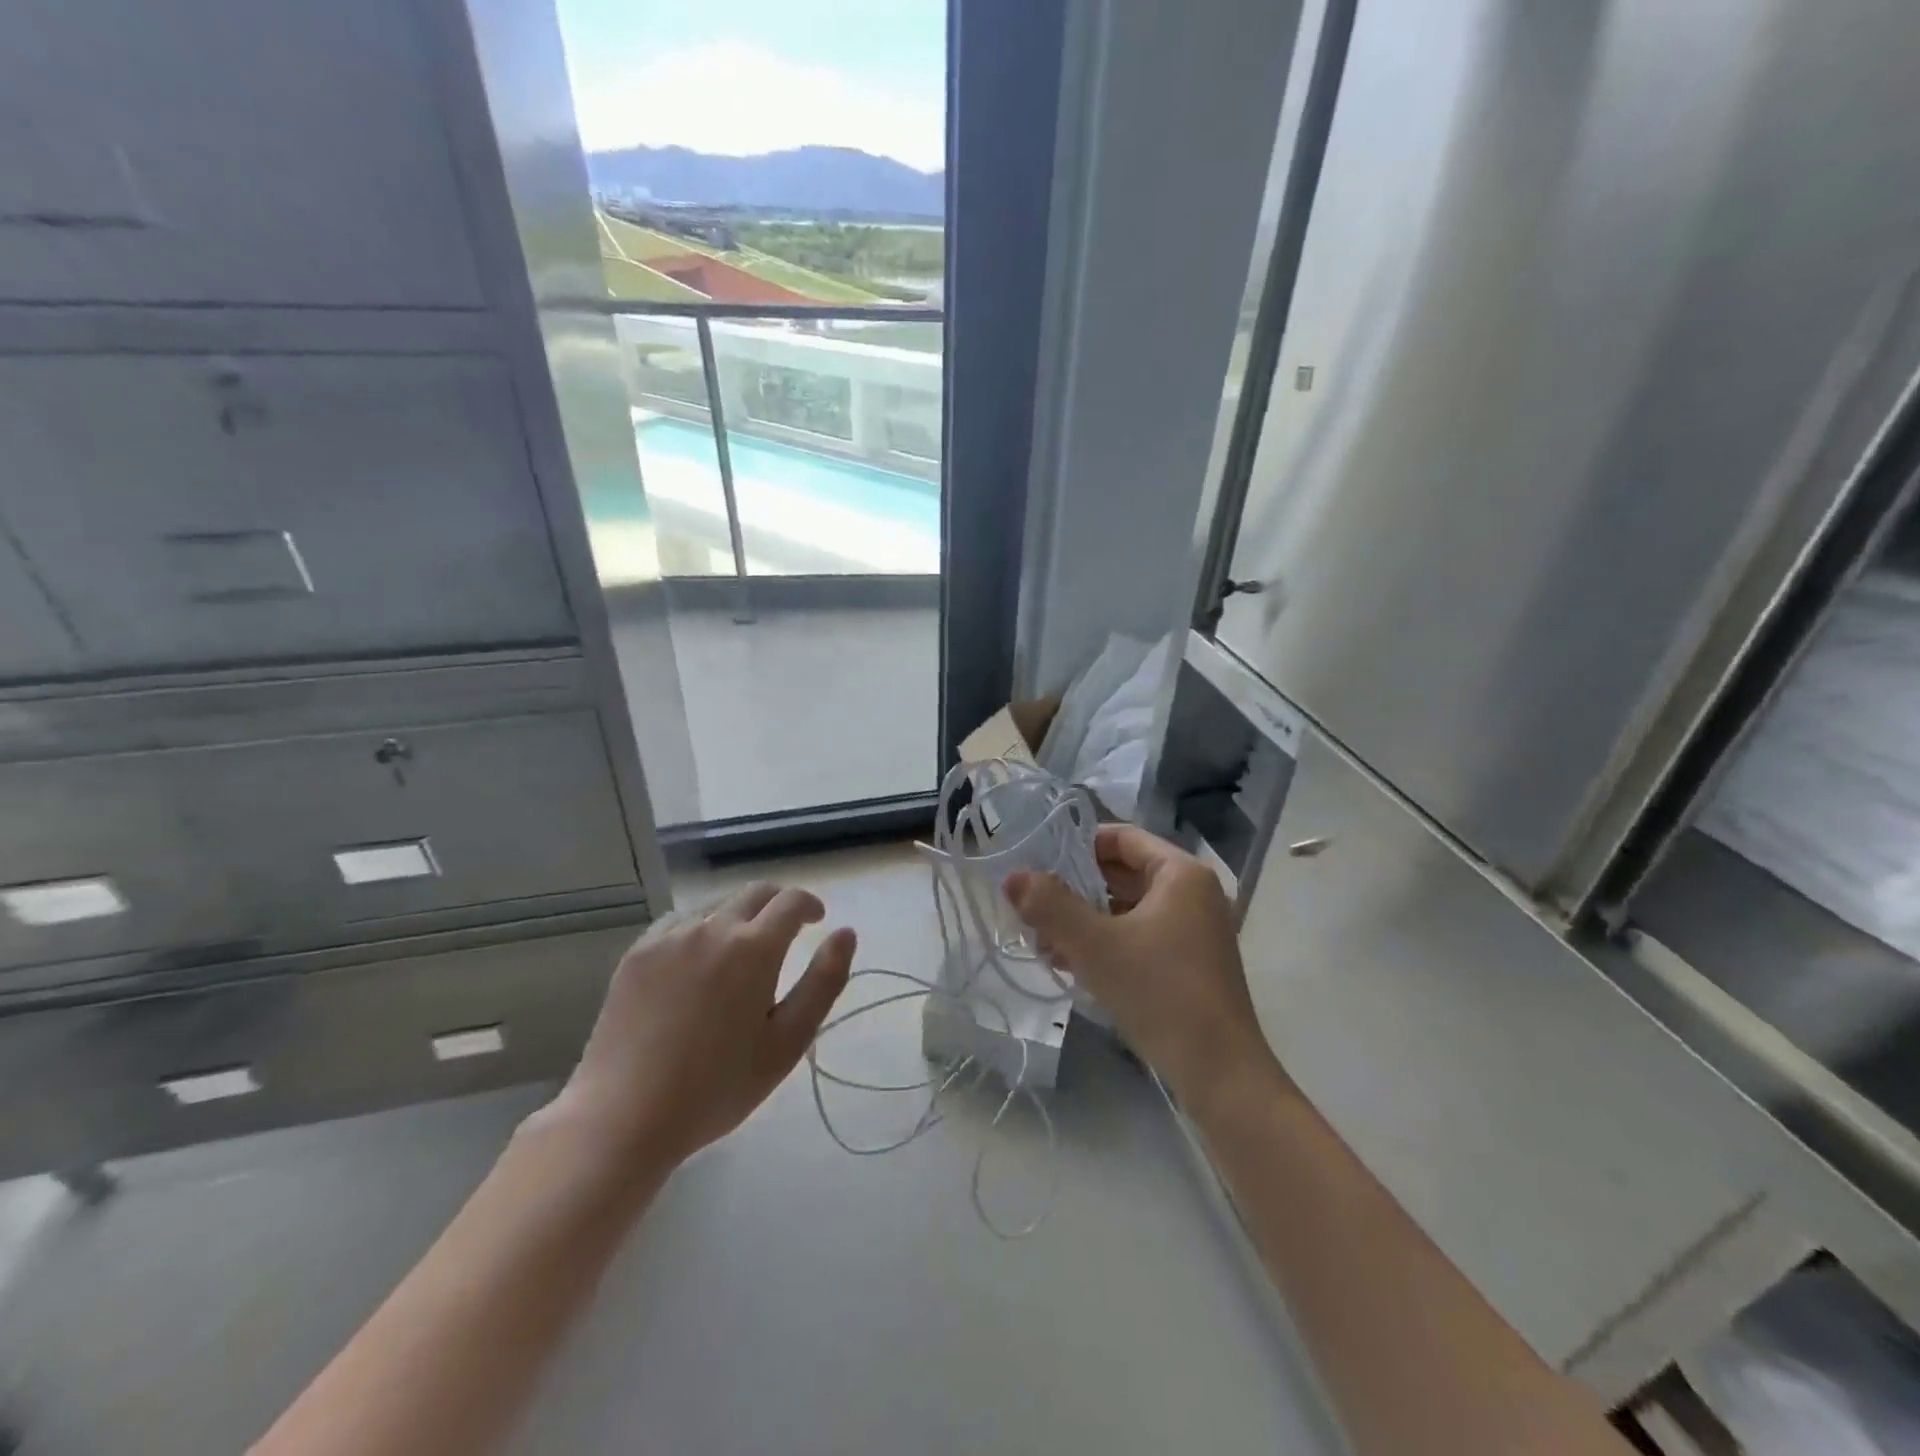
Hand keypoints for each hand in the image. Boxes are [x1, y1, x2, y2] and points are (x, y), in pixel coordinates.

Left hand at [542, 883, 854, 1173]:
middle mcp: (712, 927)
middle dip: (778, 904)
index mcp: (753, 947)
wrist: (622, 1116)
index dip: (810, 905)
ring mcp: (669, 937)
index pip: (791, 901)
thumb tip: (846, 933)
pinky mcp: (637, 953)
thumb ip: (824, 981)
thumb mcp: (787, 1042)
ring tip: (742, 950)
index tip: (817, 920)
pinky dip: (701, 928)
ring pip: (717, 905)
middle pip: (755, 892)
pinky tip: (698, 960)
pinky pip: (679, 922)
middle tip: (787, 932)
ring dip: (740, 915)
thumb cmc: (717, 1086)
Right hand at [1004, 825, 1282, 1118]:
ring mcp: (1193, 931)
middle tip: (1032, 905)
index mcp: (1181, 874)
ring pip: (1127, 909)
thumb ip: (1050, 906)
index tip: (1038, 862)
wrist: (1220, 1073)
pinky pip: (1138, 936)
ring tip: (1042, 941)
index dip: (1078, 845)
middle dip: (1075, 889)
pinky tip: (1069, 964)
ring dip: (1085, 920)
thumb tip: (1012, 877)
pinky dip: (1105, 943)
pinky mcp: (1188, 964)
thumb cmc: (1159, 992)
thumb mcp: (1095, 945)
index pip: (1122, 837)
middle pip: (1123, 873)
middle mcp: (1192, 894)